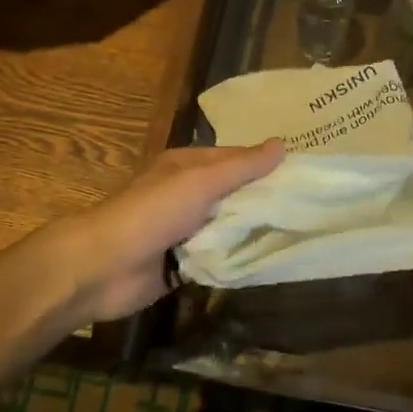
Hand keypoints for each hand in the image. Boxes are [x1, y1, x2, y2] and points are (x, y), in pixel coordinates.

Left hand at [61, 141, 282, 322]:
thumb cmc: (153, 213)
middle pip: (233, 194)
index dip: (266, 165)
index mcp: (186, 166)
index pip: (235, 159)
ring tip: (297, 234)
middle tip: (309, 208)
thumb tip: (282, 144)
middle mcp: (186, 194)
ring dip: (250, 231)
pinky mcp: (180, 263)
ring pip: (226, 226)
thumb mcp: (201, 182)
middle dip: (263, 200)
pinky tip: (266, 261)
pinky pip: (216, 256)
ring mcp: (182, 230)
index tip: (303, 175)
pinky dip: (234, 258)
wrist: (103, 267)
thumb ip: (241, 167)